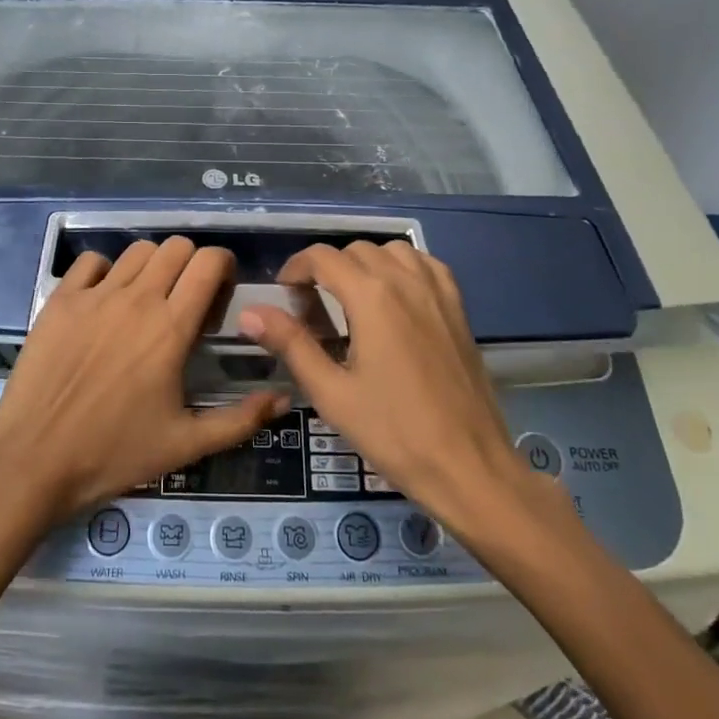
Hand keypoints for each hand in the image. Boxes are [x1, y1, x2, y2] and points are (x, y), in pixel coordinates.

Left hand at [0, 237, 287, 527]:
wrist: (33, 462)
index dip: (223, 266)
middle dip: (191, 263)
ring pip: (137, 250)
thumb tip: (284, 399)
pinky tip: (105, 300)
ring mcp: (94, 295)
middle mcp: (136, 299)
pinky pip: (91, 262)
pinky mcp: (60, 300)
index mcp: (171, 328)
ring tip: (148, 298)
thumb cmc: (114, 454)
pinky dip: (106, 271)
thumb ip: (240, 419)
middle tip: (187, 298)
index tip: (221, 292)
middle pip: (176, 247)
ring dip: (153, 266)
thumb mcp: (185, 445)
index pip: (208, 263)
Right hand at [241, 241, 578, 548]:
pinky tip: (396, 297)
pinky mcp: (458, 307)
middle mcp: (405, 280)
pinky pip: (426, 264)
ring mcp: (437, 291)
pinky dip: (403, 267)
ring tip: (352, 300)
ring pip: (391, 251)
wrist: (470, 467)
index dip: (295, 268)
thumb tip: (249, 312)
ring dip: (365, 264)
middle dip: (326, 270)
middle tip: (313, 308)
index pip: (322, 257)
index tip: (284, 295)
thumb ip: (290, 344)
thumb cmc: (394, 433)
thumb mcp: (332, 393)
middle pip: (355, 250)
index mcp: (371, 296)